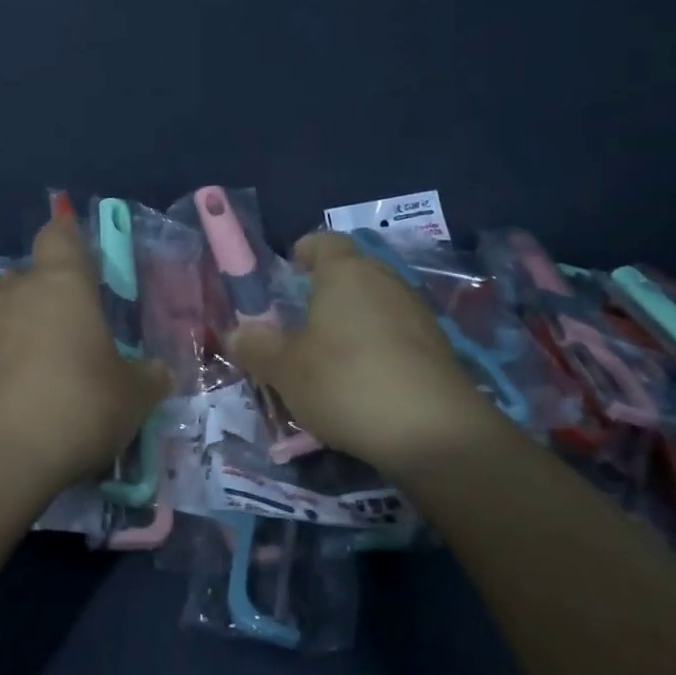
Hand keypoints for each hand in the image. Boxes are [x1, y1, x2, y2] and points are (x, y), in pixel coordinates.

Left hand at [0, 217, 171, 494]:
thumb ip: (149, 377)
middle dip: (54, 296)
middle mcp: (17, 291)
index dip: (72, 240)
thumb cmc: (77, 406)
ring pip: (9, 311)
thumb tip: (159, 372)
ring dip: (27, 329)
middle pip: (34, 276)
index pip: (60, 233)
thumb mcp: (133, 397)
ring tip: (50, 369)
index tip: (88, 262)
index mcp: (62, 282)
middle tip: (80, 333)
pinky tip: (21, 395)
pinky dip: (4, 360)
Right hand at [227, 231, 504, 477]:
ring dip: (355, 320)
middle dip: (328, 288)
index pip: (325, 242)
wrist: (434, 432)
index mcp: (345, 273)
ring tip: (331, 354)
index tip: (290, 269)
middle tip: (302, 319)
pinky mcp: (439, 347)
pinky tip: (365, 380)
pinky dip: (379, 345)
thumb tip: (236, 332)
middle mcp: (385, 281)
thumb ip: (256, 347)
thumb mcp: (285, 370)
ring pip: (377, 303)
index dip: (306, 251)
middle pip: (353, 271)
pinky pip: (398, 333)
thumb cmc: (346, 383)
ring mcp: (417, 313)